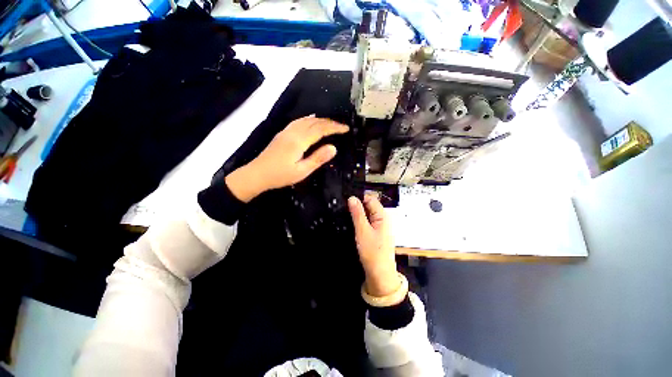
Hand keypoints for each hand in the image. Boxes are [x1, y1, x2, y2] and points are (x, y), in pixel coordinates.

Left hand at [225, 116, 348, 201]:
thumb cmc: (280, 175)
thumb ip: (318, 158)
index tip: (346, 128)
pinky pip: (298, 121)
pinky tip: (311, 122)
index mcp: (299, 141)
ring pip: (306, 120)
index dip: (334, 127)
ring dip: (320, 120)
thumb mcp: (302, 171)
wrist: (257, 174)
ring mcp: (286, 131)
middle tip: (341, 126)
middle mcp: (293, 132)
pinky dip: (309, 120)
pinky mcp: (282, 134)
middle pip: (314, 122)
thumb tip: (334, 148)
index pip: (321, 129)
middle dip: (329, 122)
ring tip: (330, 124)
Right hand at [348, 194, 400, 298]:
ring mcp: (380, 226)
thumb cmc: (372, 252)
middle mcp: (382, 219)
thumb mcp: (362, 231)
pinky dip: (360, 221)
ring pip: (367, 214)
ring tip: (345, 214)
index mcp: (382, 215)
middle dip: (357, 205)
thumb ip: (357, 214)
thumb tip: (352, 198)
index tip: (345, 200)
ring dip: (357, 213)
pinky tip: (352, 223)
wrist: (380, 274)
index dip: (358, 197)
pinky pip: (367, 222)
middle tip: (343, 207)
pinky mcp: (376, 233)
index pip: (370, 199)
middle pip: (369, 206)